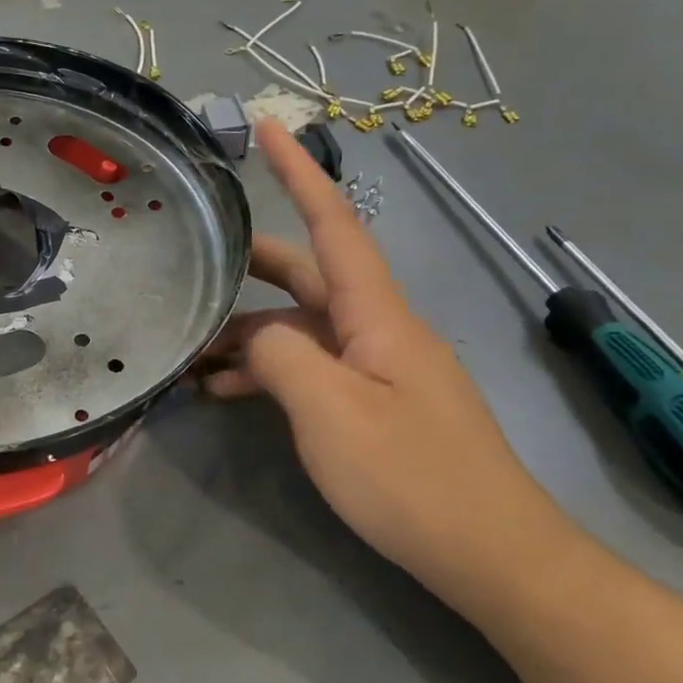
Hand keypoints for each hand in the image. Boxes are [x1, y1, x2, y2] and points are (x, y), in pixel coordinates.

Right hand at [199, 121, 580, 610]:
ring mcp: (377, 367)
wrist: (493, 557)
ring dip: (247, 332)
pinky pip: (310, 367)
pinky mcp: (374, 403)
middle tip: (192, 260)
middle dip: (248, 265)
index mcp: (377, 315)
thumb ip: (280, 355)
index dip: (301, 172)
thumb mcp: (329, 412)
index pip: (334, 225)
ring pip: (300, 326)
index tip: (270, 125)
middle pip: (306, 274)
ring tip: (189, 350)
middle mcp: (379, 328)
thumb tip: (252, 334)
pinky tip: (225, 391)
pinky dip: (268, 370)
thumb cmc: (413, 478)